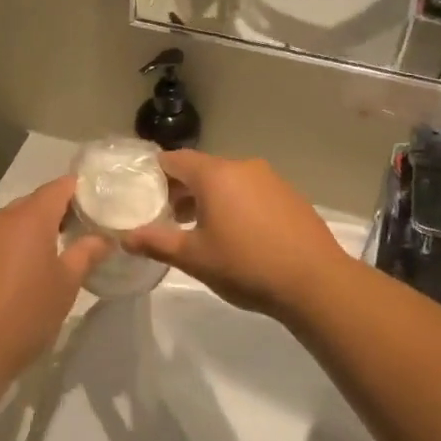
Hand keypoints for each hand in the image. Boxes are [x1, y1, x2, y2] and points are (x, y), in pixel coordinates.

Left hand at [0, 177, 107, 372]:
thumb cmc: (26, 314)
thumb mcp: (66, 285)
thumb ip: (87, 253)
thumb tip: (104, 237)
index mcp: (28, 218)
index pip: (59, 187)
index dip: (80, 190)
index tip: (97, 204)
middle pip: (33, 203)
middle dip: (56, 213)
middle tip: (79, 233)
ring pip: (9, 222)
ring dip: (29, 232)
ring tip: (48, 256)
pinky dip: (7, 248)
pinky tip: (16, 275)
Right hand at [119, 151, 353, 320]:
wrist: (315, 281)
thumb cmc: (245, 265)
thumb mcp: (194, 258)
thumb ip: (156, 243)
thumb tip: (125, 238)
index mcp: (215, 174)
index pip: (174, 159)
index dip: (155, 173)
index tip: (142, 192)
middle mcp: (242, 167)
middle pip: (201, 168)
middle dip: (181, 188)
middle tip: (166, 216)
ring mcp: (270, 179)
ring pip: (228, 179)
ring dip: (209, 197)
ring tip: (199, 228)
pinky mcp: (289, 195)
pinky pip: (251, 190)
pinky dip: (235, 203)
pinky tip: (237, 234)